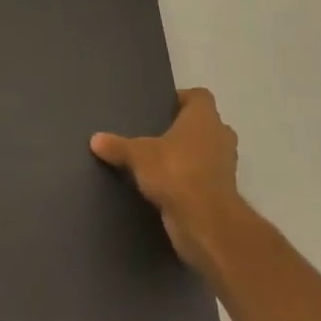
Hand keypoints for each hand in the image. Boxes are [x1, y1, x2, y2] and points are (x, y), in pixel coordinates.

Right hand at [92, 88, 248, 276]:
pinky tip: (166, 187)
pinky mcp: (222, 193)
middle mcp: (220, 137)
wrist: (206, 223)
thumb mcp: (138, 155)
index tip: (162, 108)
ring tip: (160, 161)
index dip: (183, 99)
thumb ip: (117, 146)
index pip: (200, 96)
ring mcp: (225, 166)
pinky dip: (190, 180)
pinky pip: (205, 178)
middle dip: (186, 129)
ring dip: (190, 156)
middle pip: (206, 124)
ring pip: (207, 153)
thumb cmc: (176, 172)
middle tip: (159, 134)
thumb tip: (95, 139)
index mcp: (204, 118)